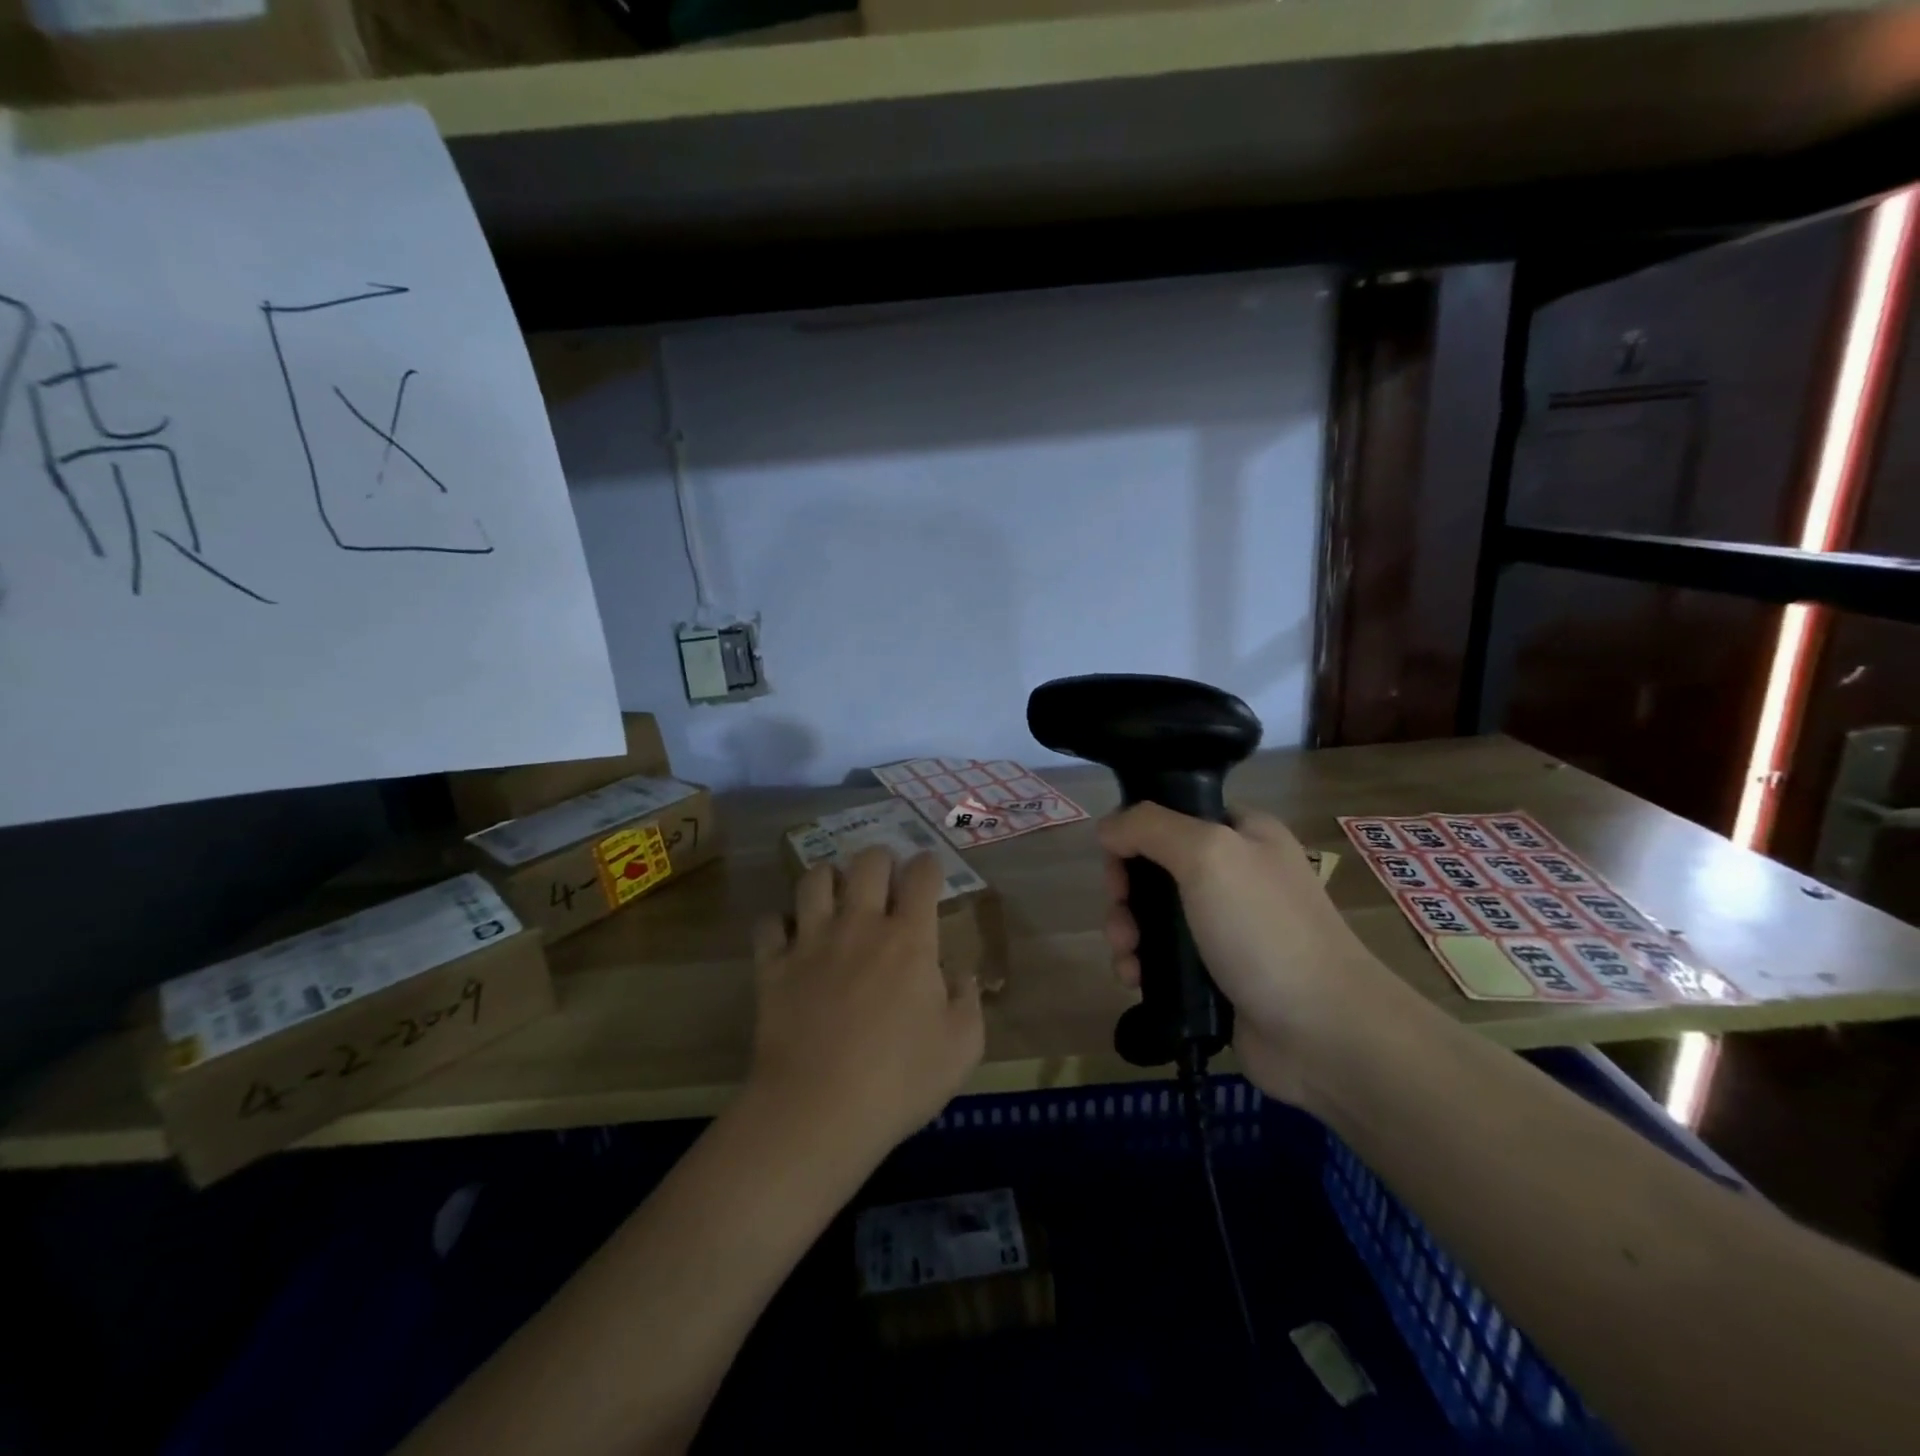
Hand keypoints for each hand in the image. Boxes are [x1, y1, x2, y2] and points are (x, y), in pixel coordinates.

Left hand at [749, 848, 984, 1160]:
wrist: (818, 1111)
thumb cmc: (900, 1081)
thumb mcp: (962, 1048)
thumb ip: (968, 1002)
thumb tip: (960, 974)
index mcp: (909, 939)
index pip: (922, 875)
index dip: (928, 865)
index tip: (929, 873)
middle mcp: (859, 925)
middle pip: (867, 862)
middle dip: (880, 860)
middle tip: (884, 880)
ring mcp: (811, 941)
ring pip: (814, 879)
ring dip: (828, 879)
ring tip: (835, 895)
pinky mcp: (772, 966)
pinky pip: (769, 924)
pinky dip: (778, 923)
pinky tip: (788, 936)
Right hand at [1099, 804, 1416, 1105]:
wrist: (1323, 1032)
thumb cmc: (1265, 930)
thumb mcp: (1208, 856)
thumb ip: (1150, 827)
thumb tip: (1107, 829)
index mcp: (1242, 833)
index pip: (1172, 814)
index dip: (1136, 832)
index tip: (1117, 862)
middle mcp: (1234, 874)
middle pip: (1154, 866)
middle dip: (1125, 891)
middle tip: (1121, 915)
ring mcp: (1225, 927)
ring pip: (1153, 915)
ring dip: (1127, 931)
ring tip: (1127, 957)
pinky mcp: (1214, 974)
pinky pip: (1162, 957)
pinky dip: (1141, 964)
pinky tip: (1134, 979)